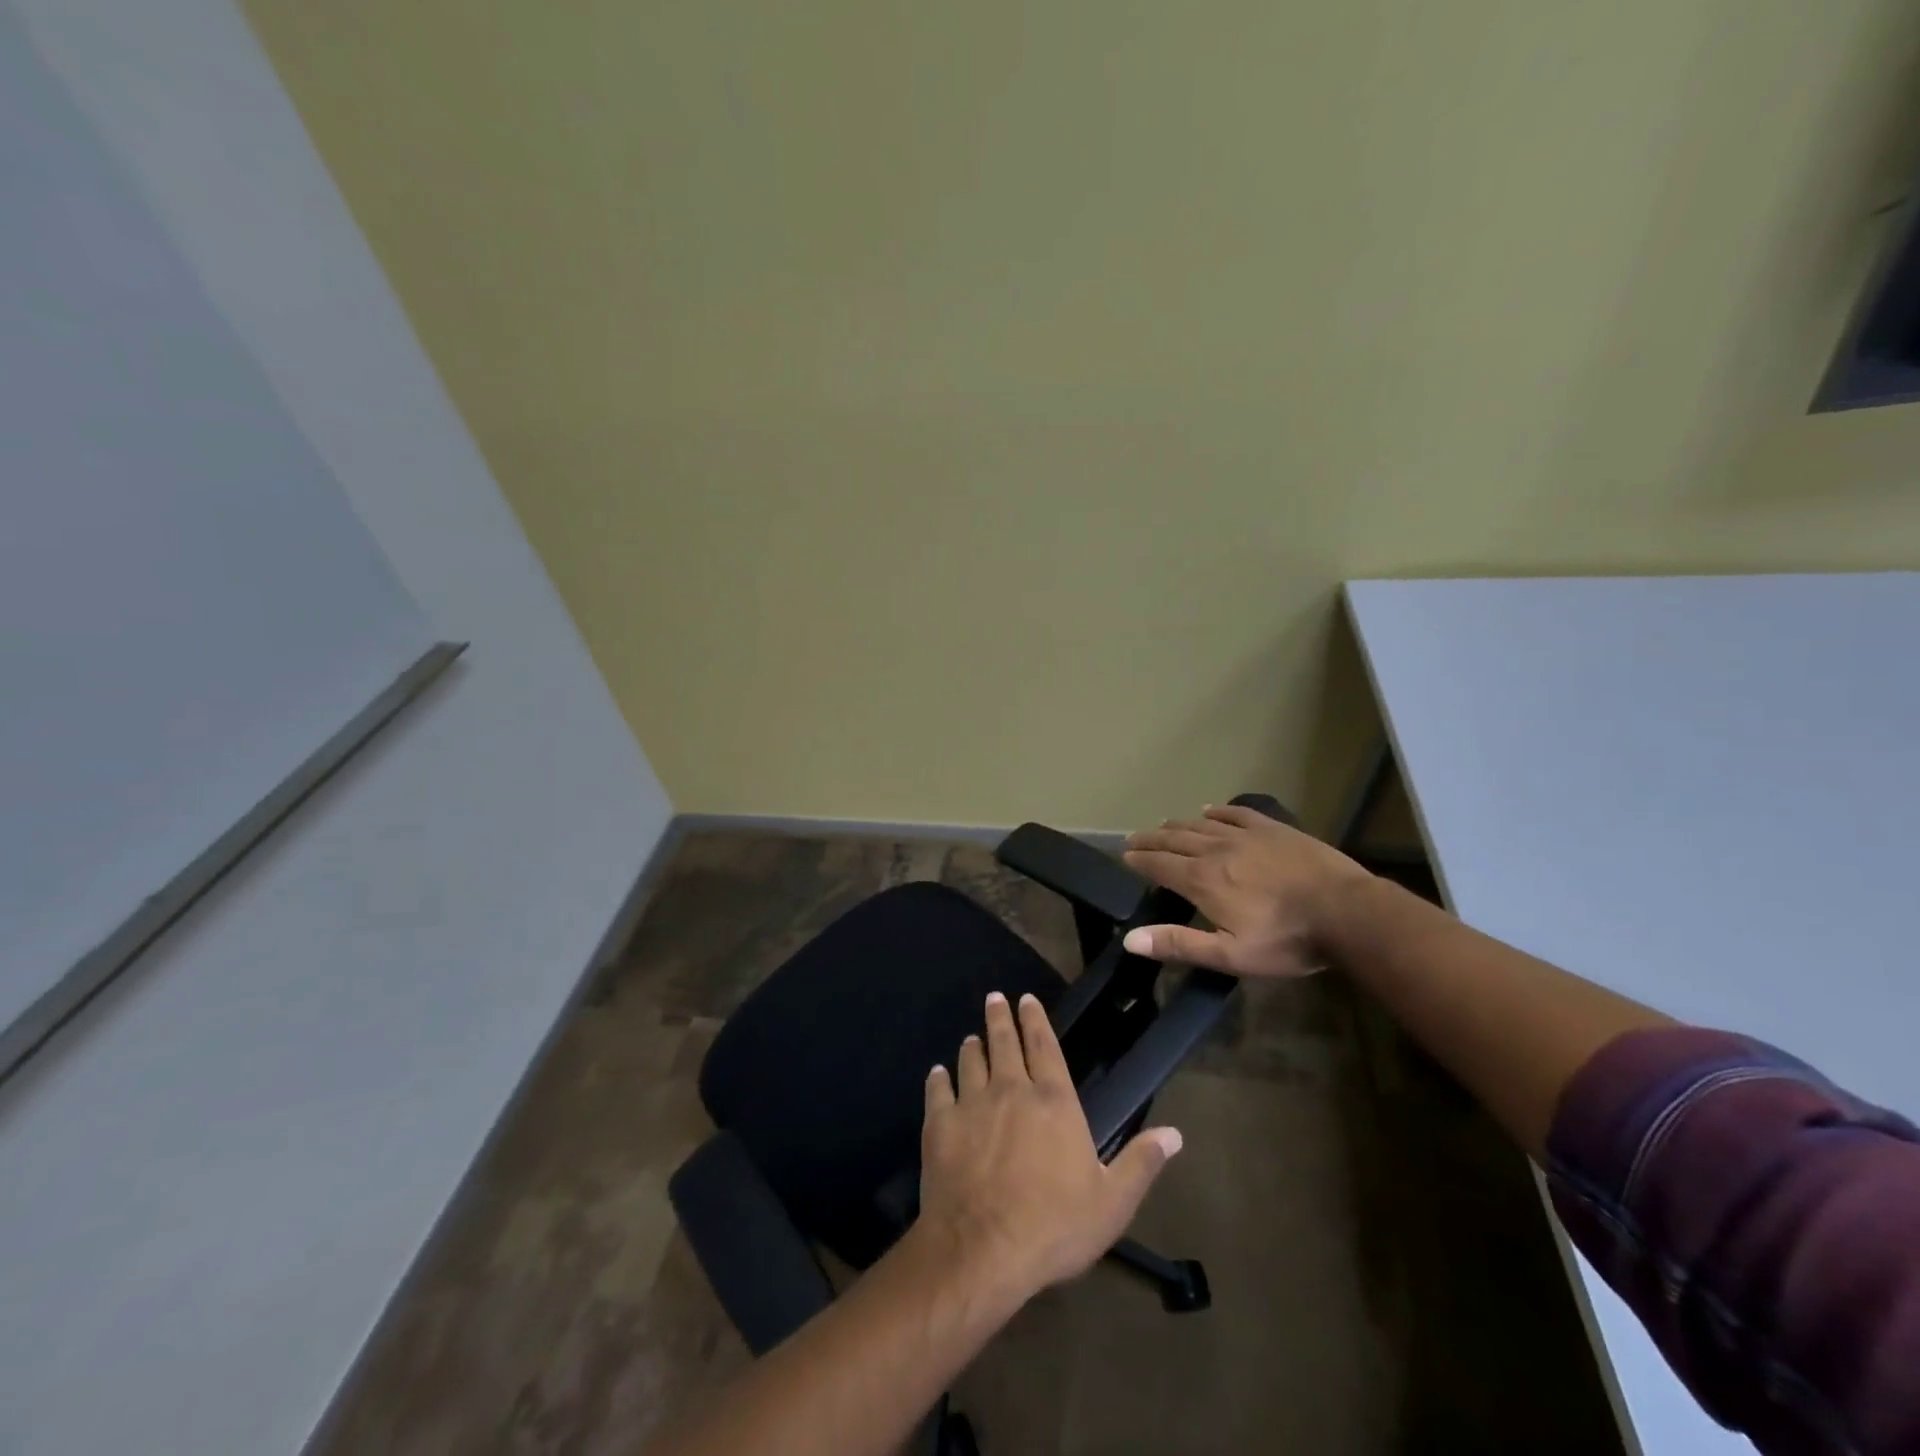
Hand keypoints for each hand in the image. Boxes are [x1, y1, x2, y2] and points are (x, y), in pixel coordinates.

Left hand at [917, 991, 1181, 1301]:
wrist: (983, 1249)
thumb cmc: (1054, 1225)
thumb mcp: (1112, 1202)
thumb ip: (1141, 1163)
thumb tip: (1175, 1133)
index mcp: (1053, 1100)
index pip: (1044, 1045)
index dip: (1035, 1019)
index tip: (1026, 999)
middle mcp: (1011, 1089)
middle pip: (1004, 1042)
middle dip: (1000, 1017)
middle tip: (996, 998)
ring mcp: (972, 1103)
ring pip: (970, 1060)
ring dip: (972, 1046)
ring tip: (971, 1037)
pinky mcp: (940, 1124)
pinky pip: (938, 1090)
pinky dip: (939, 1078)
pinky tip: (938, 1073)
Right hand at [1121, 802, 1370, 977]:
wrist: (1346, 912)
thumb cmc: (1287, 940)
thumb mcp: (1230, 954)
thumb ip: (1179, 944)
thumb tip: (1130, 939)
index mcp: (1203, 880)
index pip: (1159, 865)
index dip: (1139, 860)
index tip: (1124, 855)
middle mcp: (1216, 850)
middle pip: (1175, 839)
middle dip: (1151, 839)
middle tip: (1134, 839)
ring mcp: (1246, 835)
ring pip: (1201, 825)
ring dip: (1178, 825)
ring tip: (1164, 826)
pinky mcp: (1273, 829)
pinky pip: (1236, 813)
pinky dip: (1217, 811)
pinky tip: (1209, 810)